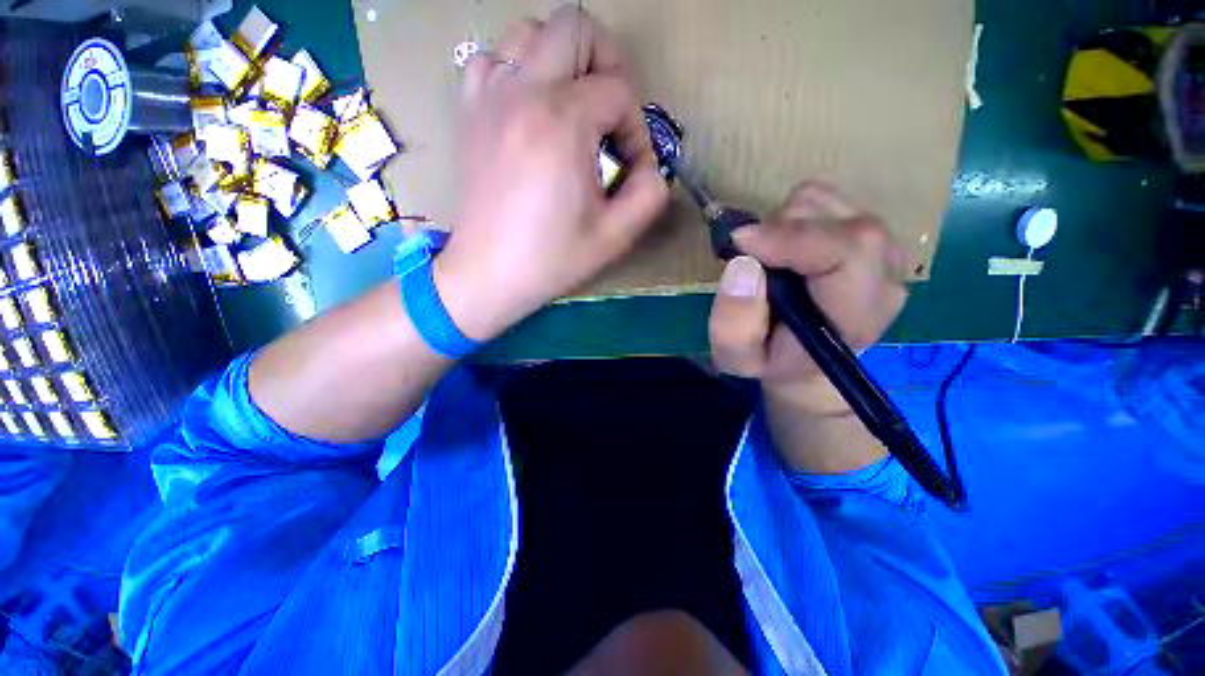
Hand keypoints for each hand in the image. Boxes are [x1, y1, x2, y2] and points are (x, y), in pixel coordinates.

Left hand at [434, 6, 668, 341]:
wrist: (489, 274)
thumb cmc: (551, 259)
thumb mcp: (616, 236)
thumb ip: (650, 193)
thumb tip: (650, 167)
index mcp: (562, 122)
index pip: (619, 93)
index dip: (636, 130)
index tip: (630, 169)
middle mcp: (522, 92)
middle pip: (576, 27)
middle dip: (607, 64)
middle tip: (611, 113)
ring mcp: (489, 97)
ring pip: (530, 31)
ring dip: (563, 59)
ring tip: (574, 105)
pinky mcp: (470, 113)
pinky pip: (493, 59)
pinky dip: (519, 70)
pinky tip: (531, 108)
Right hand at [709, 182, 908, 416]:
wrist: (804, 362)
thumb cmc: (769, 362)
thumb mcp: (737, 358)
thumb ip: (734, 323)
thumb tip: (743, 264)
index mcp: (856, 314)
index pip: (848, 250)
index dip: (790, 237)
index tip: (740, 241)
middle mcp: (884, 276)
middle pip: (835, 218)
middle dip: (779, 231)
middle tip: (753, 262)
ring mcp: (883, 251)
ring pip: (828, 202)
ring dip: (785, 223)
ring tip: (770, 260)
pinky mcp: (871, 237)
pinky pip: (828, 203)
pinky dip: (795, 219)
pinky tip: (787, 251)